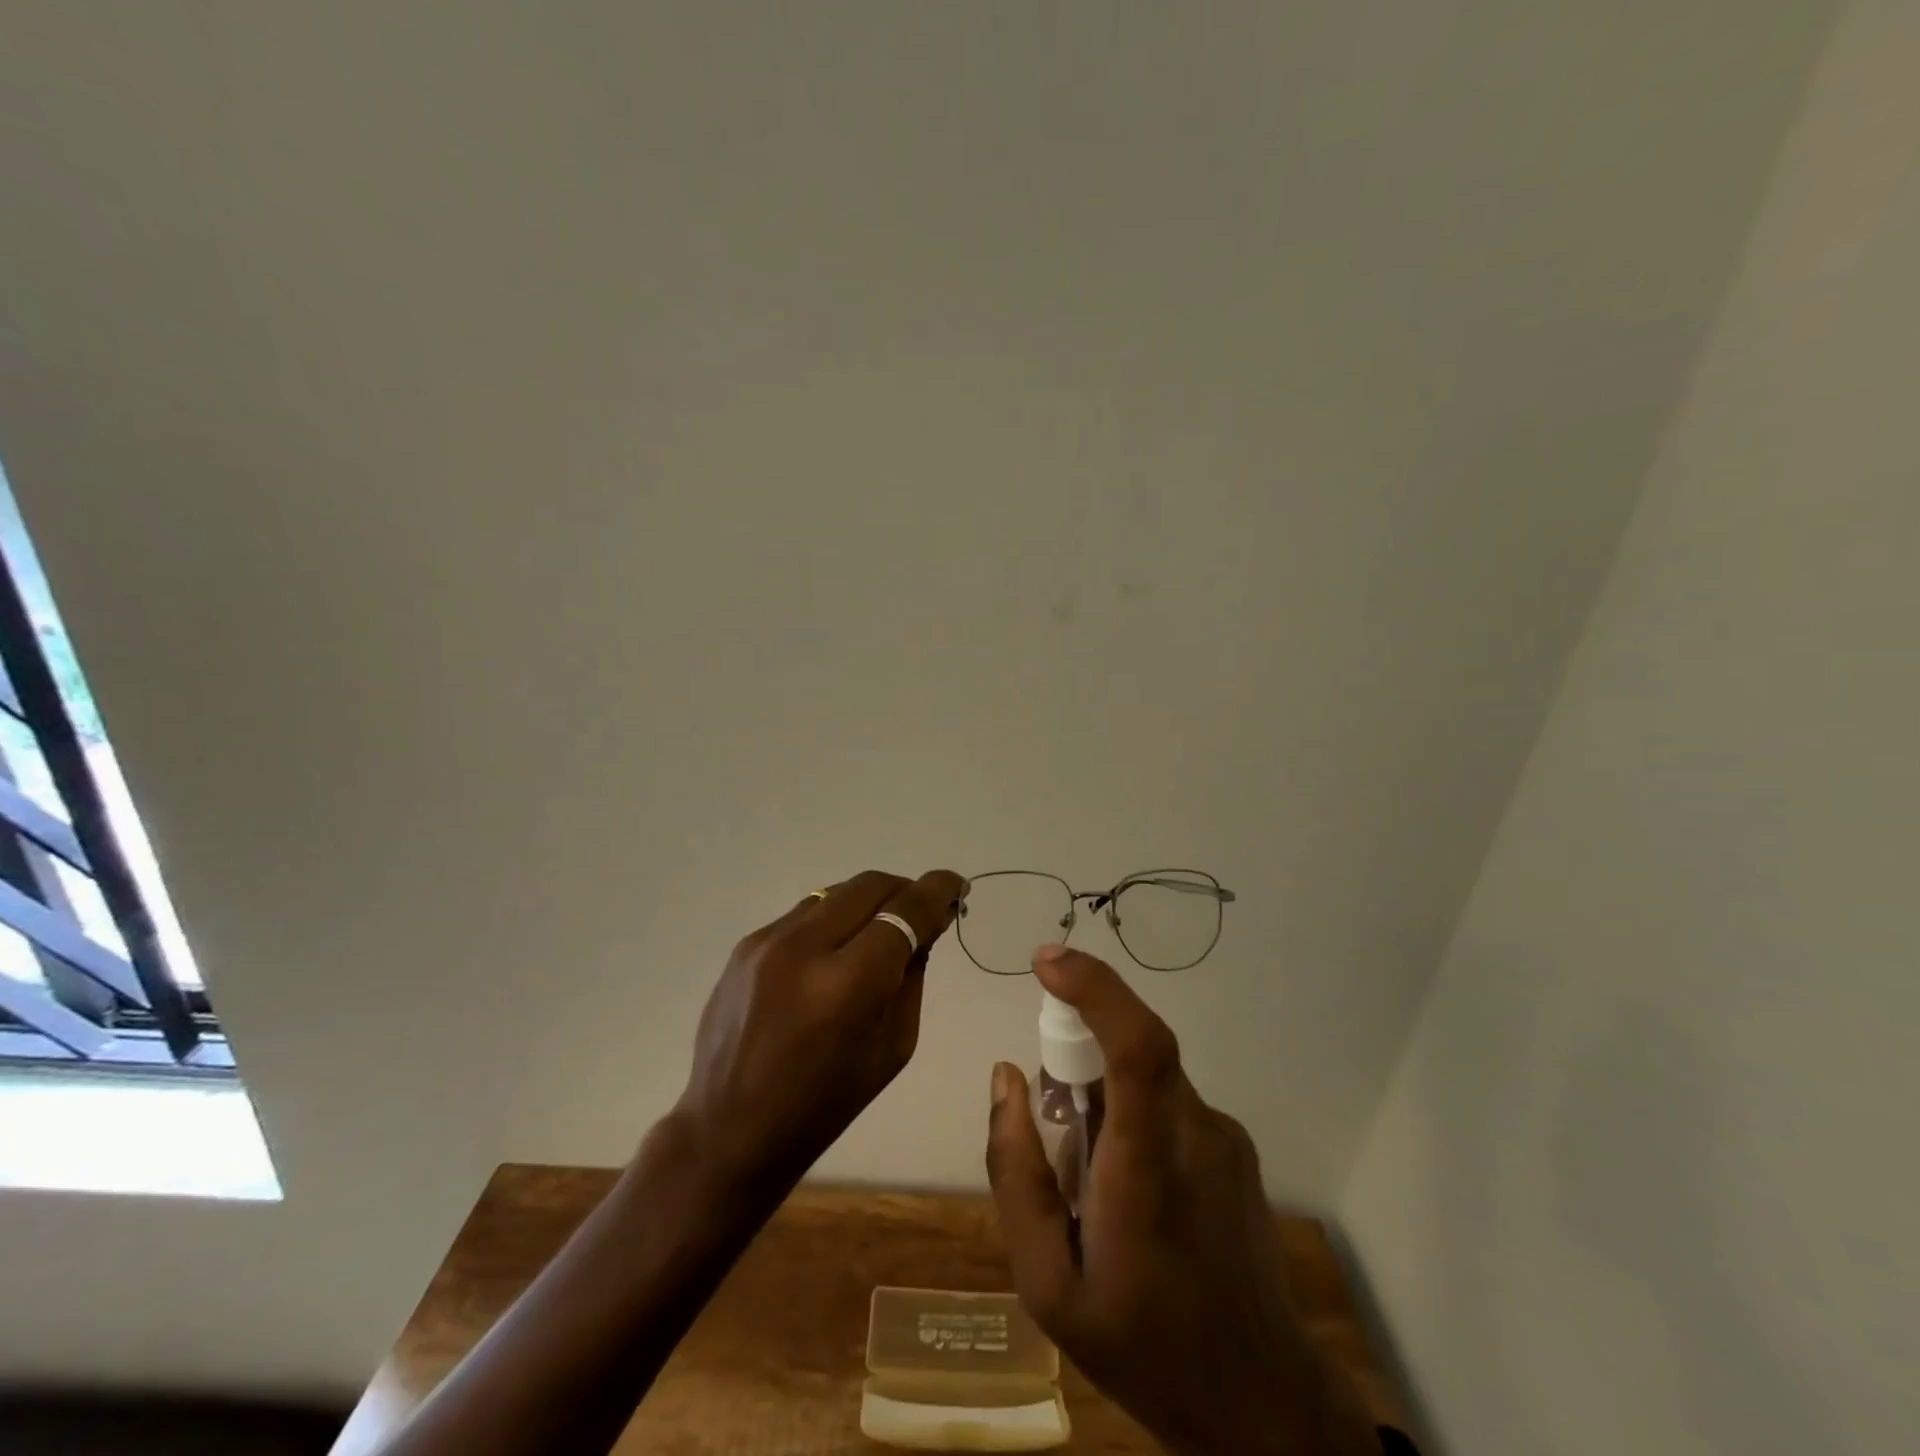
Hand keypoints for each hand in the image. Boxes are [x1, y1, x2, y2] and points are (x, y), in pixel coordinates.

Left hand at [674, 868, 965, 1198]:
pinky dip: (833, 920)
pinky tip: (835, 950)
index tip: (957, 885)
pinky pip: (805, 913)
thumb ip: (912, 975)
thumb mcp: (892, 1046)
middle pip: (870, 886)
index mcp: (846, 985)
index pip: (905, 912)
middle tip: (921, 911)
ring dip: (868, 902)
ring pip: (836, 892)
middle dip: (904, 890)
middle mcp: (804, 948)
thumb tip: (925, 925)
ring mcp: (767, 941)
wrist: (730, 1128)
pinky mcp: (746, 944)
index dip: (938, 890)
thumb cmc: (824, 1103)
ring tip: (879, 930)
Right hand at [986, 947, 1379, 1455]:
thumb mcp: (1047, 1283)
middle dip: (1077, 1053)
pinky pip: (1167, 1104)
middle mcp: (1195, 1131)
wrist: (1263, 1407)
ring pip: (1146, 1078)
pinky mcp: (1236, 1148)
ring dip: (1105, 1100)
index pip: (1136, 1043)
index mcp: (1148, 1163)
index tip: (1045, 961)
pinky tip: (1132, 1196)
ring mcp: (1224, 1137)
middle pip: (1133, 1048)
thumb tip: (1006, 1076)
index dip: (1093, 987)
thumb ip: (1015, 1172)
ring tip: (1093, 1189)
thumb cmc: (1143, 1346)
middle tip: (1052, 1118)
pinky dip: (1133, 1119)